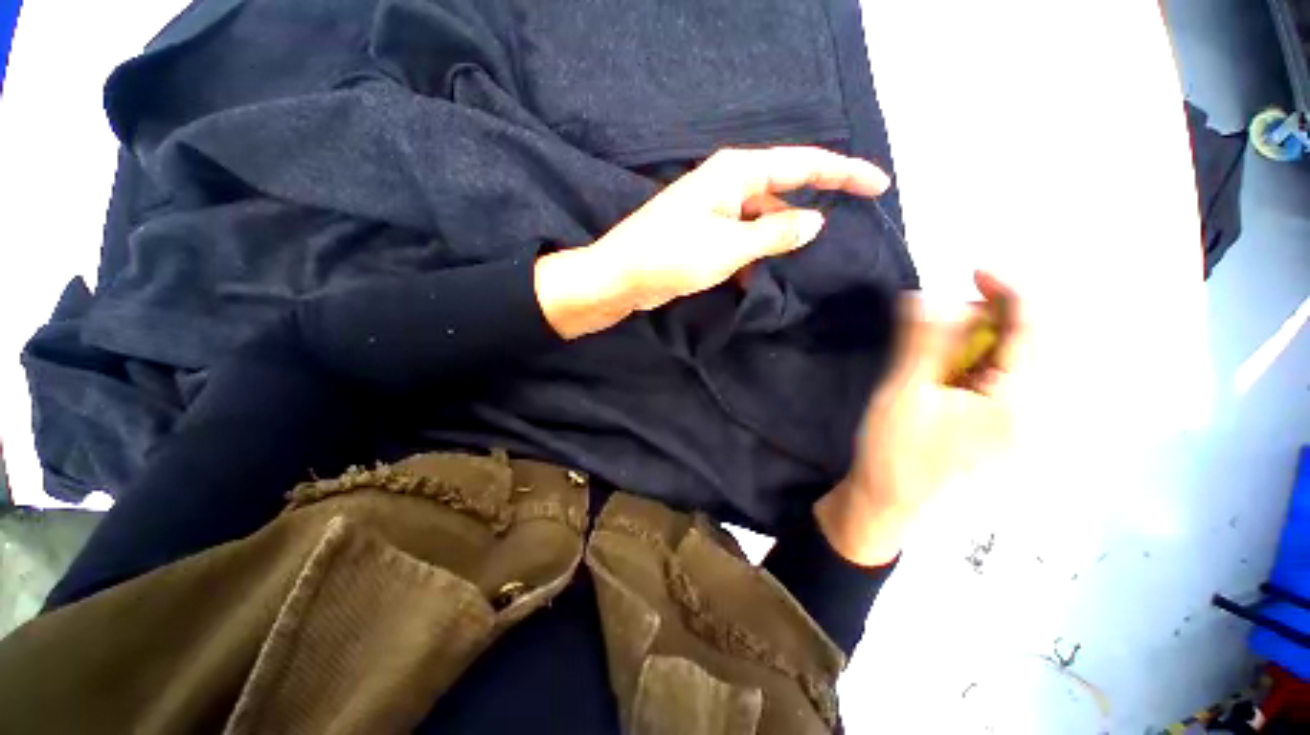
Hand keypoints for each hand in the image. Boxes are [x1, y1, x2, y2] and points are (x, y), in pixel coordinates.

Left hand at [534, 146, 890, 337]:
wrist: (622, 276)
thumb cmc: (672, 256)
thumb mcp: (731, 247)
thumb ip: (775, 233)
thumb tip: (814, 221)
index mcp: (735, 173)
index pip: (802, 164)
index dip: (843, 174)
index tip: (878, 185)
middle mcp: (727, 183)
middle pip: (783, 189)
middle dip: (811, 208)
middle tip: (842, 233)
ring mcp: (714, 209)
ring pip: (762, 218)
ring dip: (778, 239)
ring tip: (799, 263)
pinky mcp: (705, 232)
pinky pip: (742, 236)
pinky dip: (754, 254)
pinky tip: (760, 276)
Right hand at [815, 272, 1025, 565]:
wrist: (888, 500)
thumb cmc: (894, 451)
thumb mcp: (904, 392)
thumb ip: (923, 342)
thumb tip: (928, 295)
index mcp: (1017, 403)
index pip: (1032, 330)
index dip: (1008, 291)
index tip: (973, 270)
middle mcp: (1033, 411)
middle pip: (1029, 343)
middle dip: (989, 318)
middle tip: (941, 317)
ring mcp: (1018, 422)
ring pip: (1014, 361)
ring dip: (979, 340)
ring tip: (938, 346)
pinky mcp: (1000, 427)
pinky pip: (1000, 380)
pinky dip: (975, 361)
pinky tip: (946, 370)